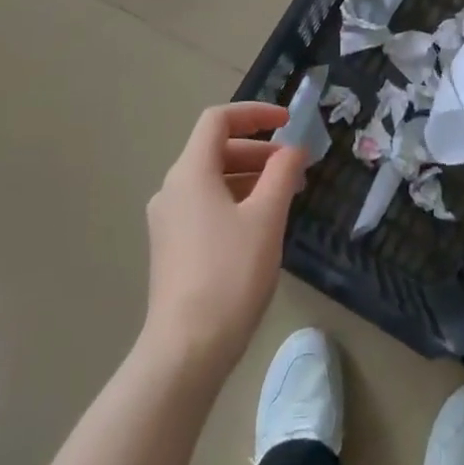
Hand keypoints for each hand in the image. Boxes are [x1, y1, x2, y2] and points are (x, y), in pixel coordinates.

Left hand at [142, 102, 305, 377]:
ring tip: (286, 195)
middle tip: (295, 167)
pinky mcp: (172, 247)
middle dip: (259, 151)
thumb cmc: (230, 274)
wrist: (186, 350)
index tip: (288, 122)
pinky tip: (262, 224)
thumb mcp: (266, 218)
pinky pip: (206, 205)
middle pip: (216, 150)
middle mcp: (172, 189)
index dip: (255, 114)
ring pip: (212, 180)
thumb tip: (293, 149)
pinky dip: (236, 200)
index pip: (218, 120)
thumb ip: (282, 174)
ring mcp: (168, 220)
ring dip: (250, 177)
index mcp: (189, 173)